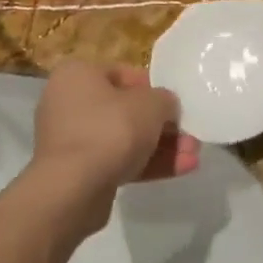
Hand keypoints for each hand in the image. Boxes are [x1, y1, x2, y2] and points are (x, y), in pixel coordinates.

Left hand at [25, 63, 200, 234]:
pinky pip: (117, 161)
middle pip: (125, 109)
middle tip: (190, 135)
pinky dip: (147, 164)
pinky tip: (182, 170)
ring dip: (160, 147)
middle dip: (162, 125)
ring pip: (124, 138)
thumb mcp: (151, 104)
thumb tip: (166, 106)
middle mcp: (69, 102)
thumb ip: (165, 100)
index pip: (123, 74)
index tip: (175, 104)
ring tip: (193, 155)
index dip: (154, 88)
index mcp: (78, 75)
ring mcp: (72, 139)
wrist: (73, 188)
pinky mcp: (78, 171)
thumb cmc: (110, 129)